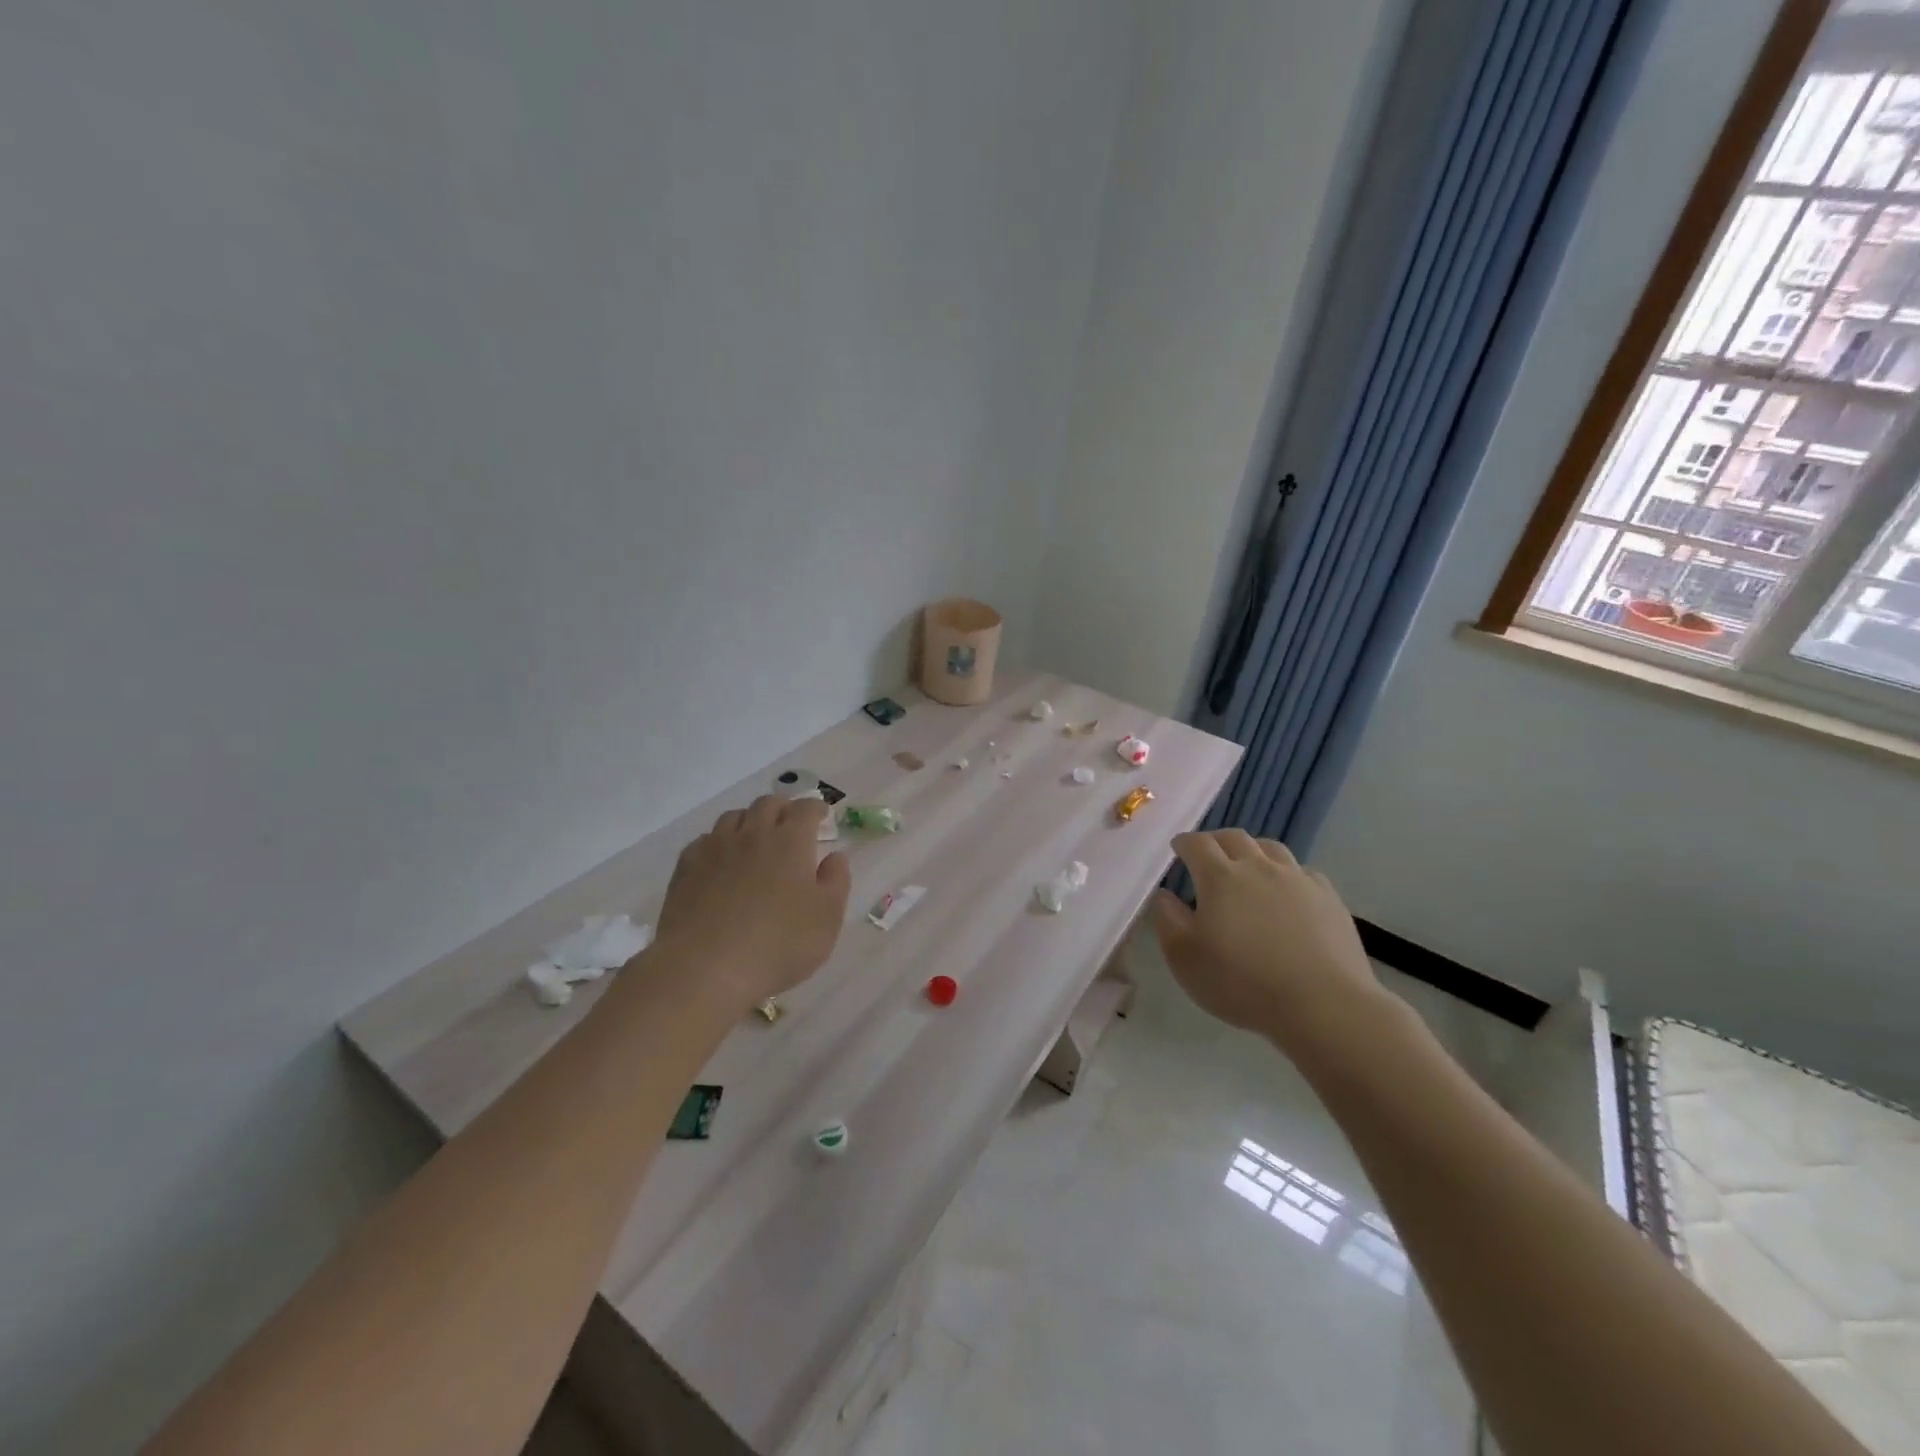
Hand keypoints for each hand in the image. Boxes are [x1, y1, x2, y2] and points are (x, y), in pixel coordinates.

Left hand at [653, 796, 851, 1009]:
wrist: (705, 968)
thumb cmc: (778, 944)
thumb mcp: (826, 918)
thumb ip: (836, 881)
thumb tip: (835, 856)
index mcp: (790, 841)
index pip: (805, 809)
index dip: (816, 808)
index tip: (822, 815)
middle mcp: (752, 834)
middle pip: (767, 804)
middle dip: (783, 808)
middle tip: (790, 824)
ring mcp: (715, 848)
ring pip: (734, 817)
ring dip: (750, 821)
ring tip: (755, 838)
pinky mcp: (686, 867)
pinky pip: (705, 840)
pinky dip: (719, 842)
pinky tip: (721, 861)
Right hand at [1150, 830, 1389, 1056]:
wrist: (1323, 1004)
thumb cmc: (1243, 982)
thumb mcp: (1185, 958)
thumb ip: (1168, 920)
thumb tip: (1165, 895)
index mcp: (1220, 877)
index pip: (1197, 844)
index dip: (1184, 843)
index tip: (1178, 849)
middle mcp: (1258, 867)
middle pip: (1234, 837)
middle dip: (1216, 841)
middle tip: (1208, 855)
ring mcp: (1297, 879)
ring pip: (1271, 848)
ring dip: (1253, 850)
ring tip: (1248, 866)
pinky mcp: (1328, 898)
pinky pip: (1303, 872)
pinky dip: (1288, 874)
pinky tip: (1288, 893)